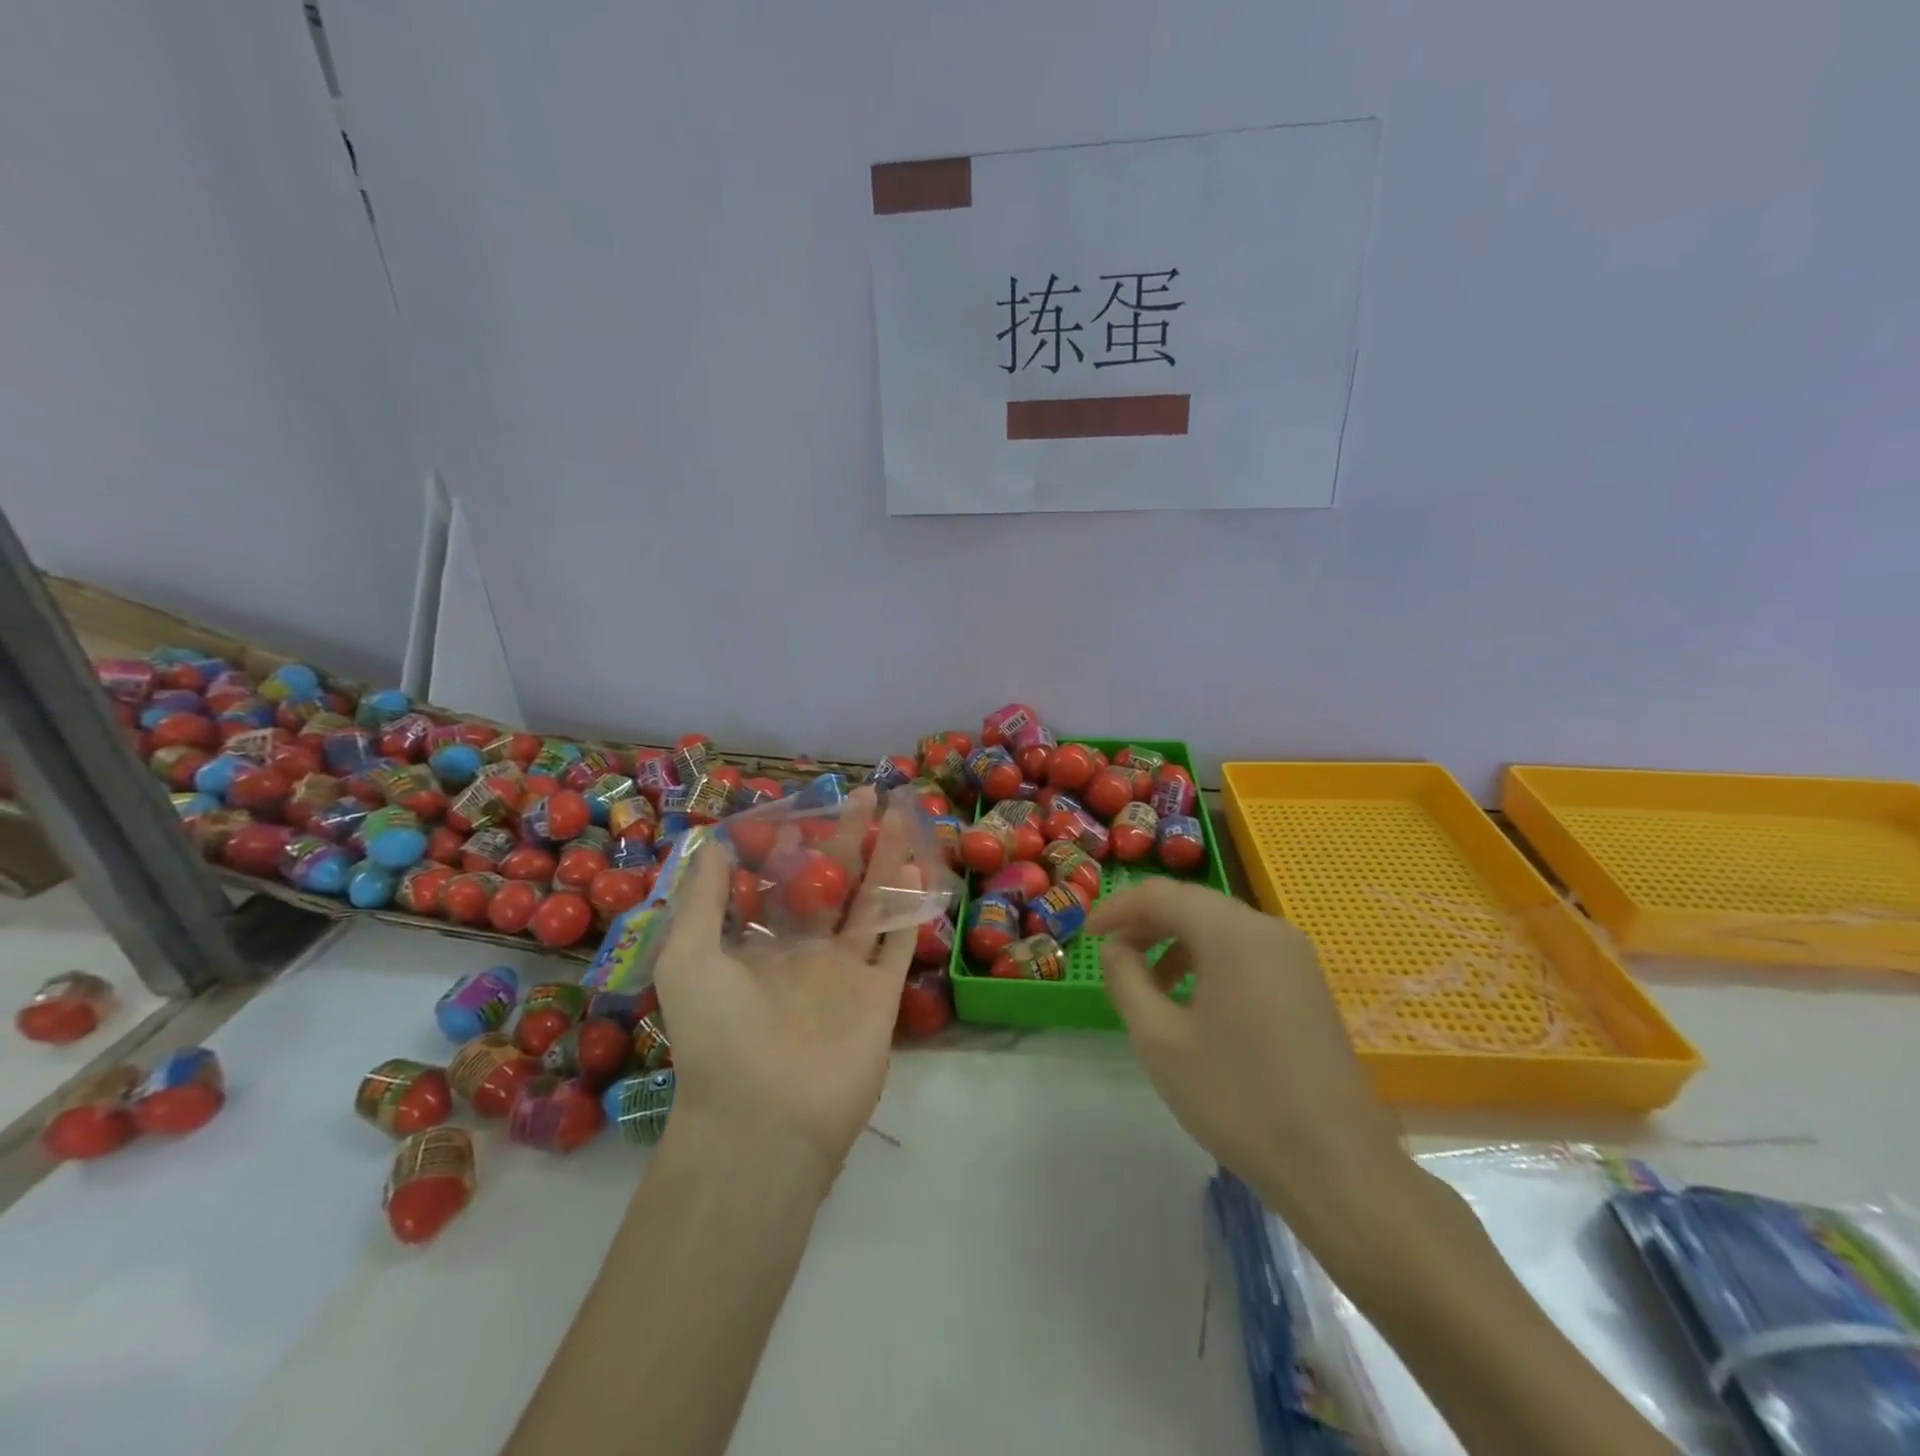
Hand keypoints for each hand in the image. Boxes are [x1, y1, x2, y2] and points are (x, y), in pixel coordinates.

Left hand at [652, 794, 920, 1177]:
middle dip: (849, 838)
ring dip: (888, 860)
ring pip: (873, 903)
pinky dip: (910, 907)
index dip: (792, 848)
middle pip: (834, 883)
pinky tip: (917, 870)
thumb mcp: (687, 957)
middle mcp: (807, 954)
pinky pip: (898, 942)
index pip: (781, 885)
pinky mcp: (880, 995)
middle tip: (866, 794)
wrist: (763, 1118)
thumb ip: (702, 899)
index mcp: (761, 947)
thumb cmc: (718, 1034)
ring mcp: (847, 973)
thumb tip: (713, 844)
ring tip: (901, 816)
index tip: (804, 811)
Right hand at [1089, 878, 1408, 1234]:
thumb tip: (1117, 948)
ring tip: (1148, 983)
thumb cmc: (1237, 1099)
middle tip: (1111, 955)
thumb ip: (1126, 979)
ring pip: (1219, 926)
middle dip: (1145, 923)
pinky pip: (1244, 950)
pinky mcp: (1306, 982)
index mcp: (1233, 934)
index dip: (1116, 908)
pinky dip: (1207, 958)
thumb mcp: (1159, 1039)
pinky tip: (1192, 999)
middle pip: (1192, 904)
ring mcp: (1294, 955)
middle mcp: (1268, 929)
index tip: (1086, 935)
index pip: (1161, 895)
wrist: (1336, 1167)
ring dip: (1175, 941)